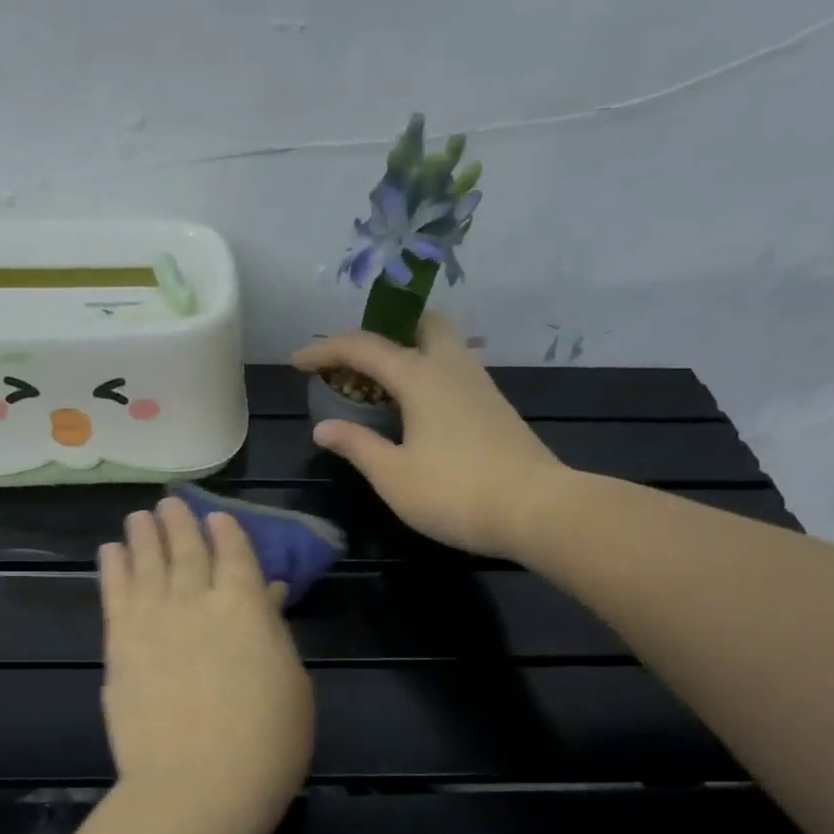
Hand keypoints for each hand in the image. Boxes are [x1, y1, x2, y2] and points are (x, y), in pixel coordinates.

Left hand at [98, 496, 313, 821]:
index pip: (234, 553)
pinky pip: (115, 594)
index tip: (215, 515)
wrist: (198, 785)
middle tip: (168, 503)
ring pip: (146, 563)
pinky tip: (110, 552)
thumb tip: (266, 593)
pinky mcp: (120, 646)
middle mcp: (196, 600)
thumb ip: (271, 630)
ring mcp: (153, 621)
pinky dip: (113, 568)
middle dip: (179, 522)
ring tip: (139, 517)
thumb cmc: (267, 741)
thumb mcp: (290, 681)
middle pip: (185, 549)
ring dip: (143, 536)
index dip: (225, 531)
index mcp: (245, 605)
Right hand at [293, 311, 565, 560]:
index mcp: (420, 377)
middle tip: (360, 367)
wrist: (536, 509)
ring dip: (409, 356)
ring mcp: (480, 385)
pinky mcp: (496, 407)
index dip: (325, 351)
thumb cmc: (455, 492)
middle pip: (420, 324)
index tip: (298, 363)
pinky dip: (429, 379)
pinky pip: (454, 374)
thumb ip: (357, 446)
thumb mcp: (393, 476)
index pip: (363, 347)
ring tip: (383, 394)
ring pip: (443, 348)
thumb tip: (323, 429)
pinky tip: (418, 416)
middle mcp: (452, 367)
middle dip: (386, 333)